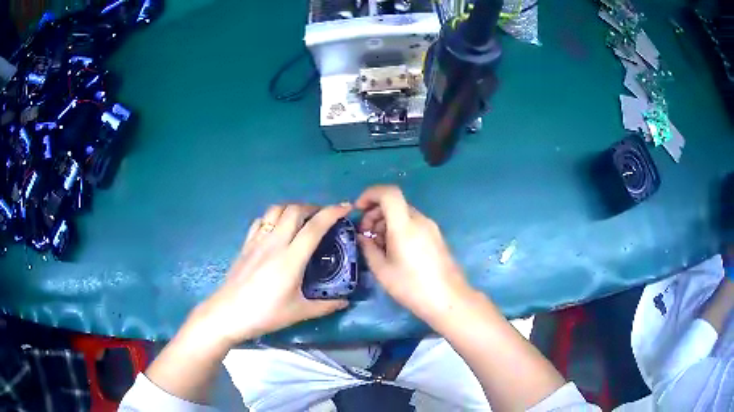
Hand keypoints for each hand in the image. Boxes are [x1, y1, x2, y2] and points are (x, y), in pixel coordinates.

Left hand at [190, 203, 351, 346]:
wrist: (228, 314)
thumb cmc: (264, 314)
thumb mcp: (298, 313)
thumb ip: (325, 306)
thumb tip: (344, 301)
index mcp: (291, 259)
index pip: (314, 227)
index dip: (332, 213)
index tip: (346, 208)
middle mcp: (274, 243)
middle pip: (295, 210)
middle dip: (314, 207)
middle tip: (325, 217)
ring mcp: (257, 241)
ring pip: (276, 210)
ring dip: (293, 208)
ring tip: (303, 219)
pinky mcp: (246, 244)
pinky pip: (261, 220)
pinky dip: (274, 216)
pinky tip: (278, 228)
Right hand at [355, 185, 471, 323]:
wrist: (448, 299)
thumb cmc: (412, 287)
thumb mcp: (382, 270)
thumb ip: (368, 248)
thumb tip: (362, 236)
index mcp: (405, 225)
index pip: (388, 192)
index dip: (370, 194)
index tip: (358, 209)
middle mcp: (420, 220)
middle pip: (394, 203)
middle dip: (375, 213)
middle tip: (365, 235)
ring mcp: (431, 228)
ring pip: (403, 214)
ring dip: (386, 223)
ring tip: (378, 246)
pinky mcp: (436, 237)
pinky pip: (413, 224)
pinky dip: (399, 229)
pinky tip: (394, 251)